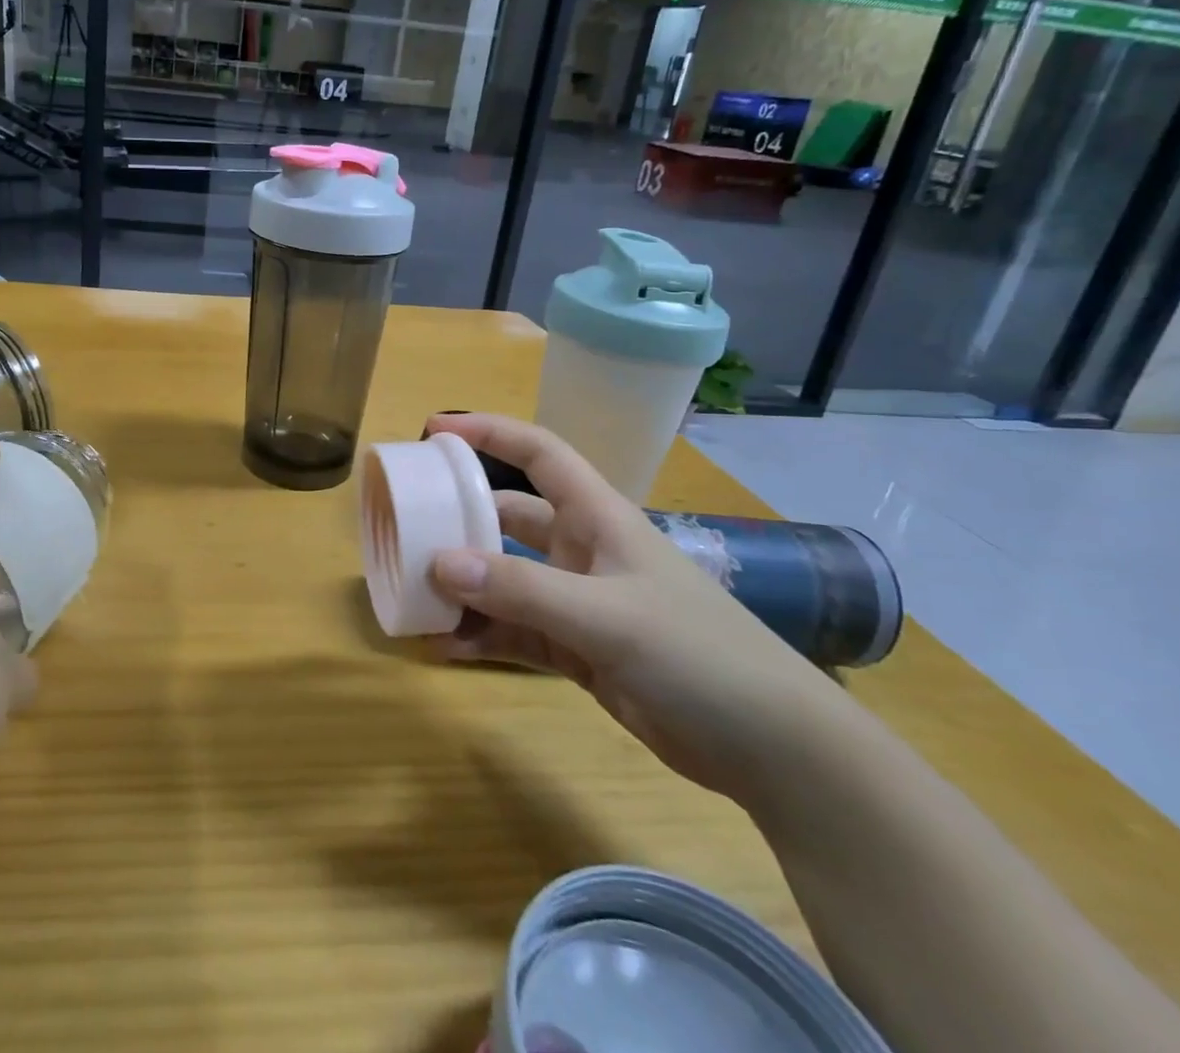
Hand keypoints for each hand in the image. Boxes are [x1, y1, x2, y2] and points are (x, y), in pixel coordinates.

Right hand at [424, 414, 855, 808]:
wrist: (774, 749)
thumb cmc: (698, 653)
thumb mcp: (607, 616)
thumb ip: (521, 589)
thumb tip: (439, 562)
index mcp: (598, 518)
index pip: (538, 453)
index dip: (489, 432)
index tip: (434, 430)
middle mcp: (583, 550)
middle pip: (508, 517)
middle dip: (460, 518)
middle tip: (405, 525)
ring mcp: (579, 601)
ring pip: (505, 578)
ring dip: (464, 586)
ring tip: (413, 595)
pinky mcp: (578, 649)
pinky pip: (515, 631)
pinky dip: (482, 635)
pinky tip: (444, 647)